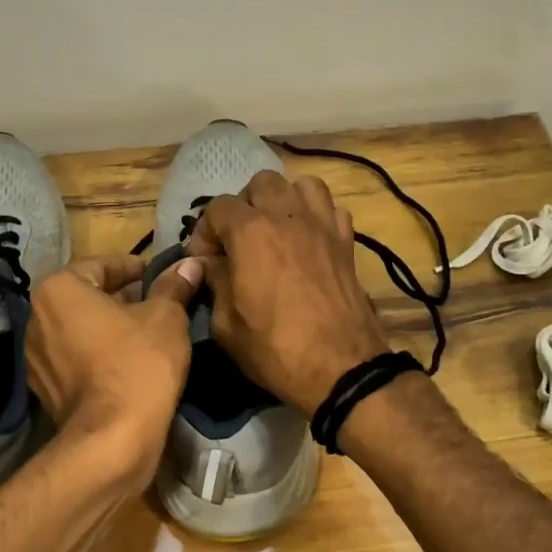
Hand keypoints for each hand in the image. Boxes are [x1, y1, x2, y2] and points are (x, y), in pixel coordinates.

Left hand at [25, 254, 200, 486]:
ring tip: (148, 334)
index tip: (160, 276)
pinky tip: (129, 364)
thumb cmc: (138, 364)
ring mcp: (35, 357)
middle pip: (86, 297)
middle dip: (121, 298)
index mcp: (57, 290)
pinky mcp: (44, 389)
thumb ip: (173, 286)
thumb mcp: (166, 317)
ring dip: (110, 327)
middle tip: (158, 304)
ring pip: (80, 329)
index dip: (135, 267)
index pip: (100, 265)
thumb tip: (189, 264)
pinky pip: (75, 359)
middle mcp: (35, 318)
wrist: (112, 440)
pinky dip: (98, 355)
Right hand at [187, 172, 390, 415]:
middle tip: (239, 240)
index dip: (205, 232)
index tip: (205, 261)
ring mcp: (322, 225)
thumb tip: (211, 264)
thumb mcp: (225, 324)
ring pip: (301, 185)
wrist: (340, 368)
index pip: (217, 207)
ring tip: (276, 231)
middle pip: (261, 183)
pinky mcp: (347, 242)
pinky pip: (331, 209)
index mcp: (250, 232)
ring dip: (283, 201)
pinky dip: (316, 216)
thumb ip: (214, 283)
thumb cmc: (274, 349)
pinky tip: (308, 241)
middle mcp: (287, 216)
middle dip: (244, 206)